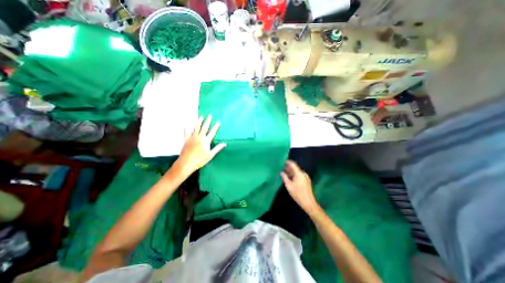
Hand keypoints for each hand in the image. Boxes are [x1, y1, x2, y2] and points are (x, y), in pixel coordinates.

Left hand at [175, 115, 227, 175]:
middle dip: (207, 121)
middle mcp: (199, 137)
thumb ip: (217, 148)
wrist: (186, 163)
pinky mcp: (186, 140)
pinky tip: (187, 125)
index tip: (218, 122)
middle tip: (209, 115)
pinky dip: (187, 129)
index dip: (216, 127)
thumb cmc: (200, 160)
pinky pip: (186, 133)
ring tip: (201, 117)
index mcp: (206, 141)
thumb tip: (225, 144)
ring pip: (196, 128)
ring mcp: (192, 138)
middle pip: (204, 127)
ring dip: (199, 122)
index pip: (212, 132)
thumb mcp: (210, 155)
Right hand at [280, 160, 318, 215]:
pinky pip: (300, 175)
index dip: (288, 162)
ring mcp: (306, 177)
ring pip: (297, 172)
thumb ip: (284, 177)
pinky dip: (295, 175)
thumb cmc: (297, 193)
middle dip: (289, 168)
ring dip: (292, 172)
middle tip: (283, 168)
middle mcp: (303, 174)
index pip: (293, 164)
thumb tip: (281, 172)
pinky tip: (291, 178)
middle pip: (295, 168)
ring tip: (286, 174)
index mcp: (299, 173)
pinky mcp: (307, 181)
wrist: (308, 202)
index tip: (283, 161)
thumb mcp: (289, 185)